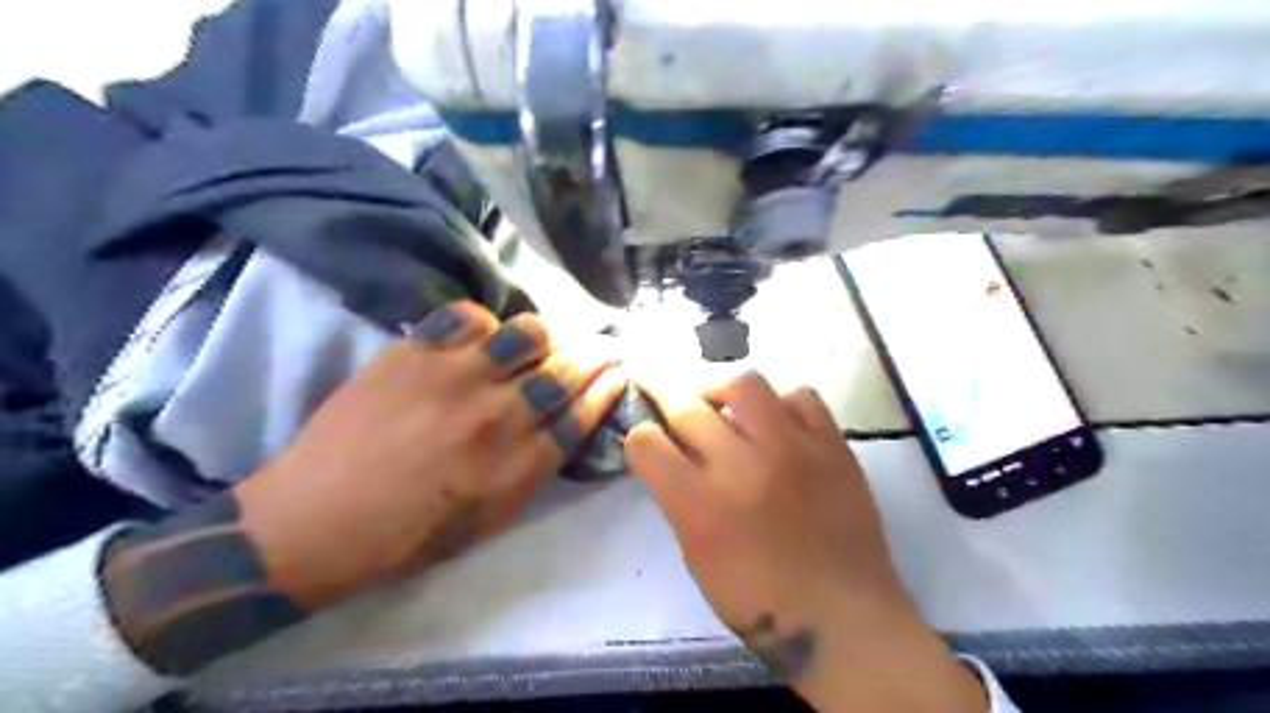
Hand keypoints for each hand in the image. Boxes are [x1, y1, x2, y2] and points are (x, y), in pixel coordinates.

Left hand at [99, 300, 622, 672]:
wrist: (314, 521)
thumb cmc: (407, 535)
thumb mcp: (487, 519)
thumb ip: (532, 470)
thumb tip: (562, 426)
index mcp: (517, 465)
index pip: (581, 414)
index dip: (607, 389)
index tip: (619, 372)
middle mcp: (497, 415)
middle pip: (565, 371)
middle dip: (595, 354)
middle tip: (602, 346)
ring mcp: (454, 378)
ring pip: (526, 333)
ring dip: (545, 335)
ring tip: (542, 340)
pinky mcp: (413, 353)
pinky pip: (466, 317)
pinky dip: (483, 321)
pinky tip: (481, 335)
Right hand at [630, 372, 986, 712]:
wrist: (844, 618)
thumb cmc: (759, 600)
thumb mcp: (697, 554)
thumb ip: (679, 498)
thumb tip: (670, 454)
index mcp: (700, 505)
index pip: (647, 443)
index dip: (638, 437)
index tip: (646, 438)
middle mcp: (742, 466)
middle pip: (687, 405)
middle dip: (662, 391)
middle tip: (660, 385)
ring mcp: (792, 450)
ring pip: (744, 383)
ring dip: (722, 390)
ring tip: (724, 403)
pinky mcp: (832, 446)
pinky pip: (801, 397)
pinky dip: (781, 404)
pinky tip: (777, 421)